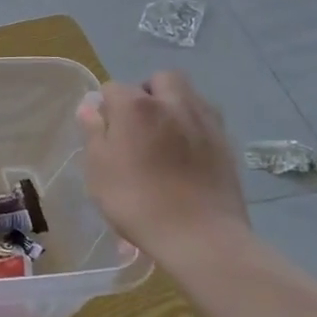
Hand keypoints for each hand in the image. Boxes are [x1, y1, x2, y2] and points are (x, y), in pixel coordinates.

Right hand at [76, 73, 249, 261]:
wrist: (200, 236)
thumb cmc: (137, 201)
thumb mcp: (99, 169)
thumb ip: (93, 132)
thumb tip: (90, 106)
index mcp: (136, 106)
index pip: (113, 88)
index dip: (106, 107)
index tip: (105, 132)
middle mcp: (173, 102)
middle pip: (160, 80)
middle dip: (147, 92)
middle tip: (138, 124)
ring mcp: (205, 121)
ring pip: (188, 95)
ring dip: (174, 104)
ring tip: (164, 135)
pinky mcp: (226, 143)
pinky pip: (205, 119)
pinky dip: (193, 126)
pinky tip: (187, 153)